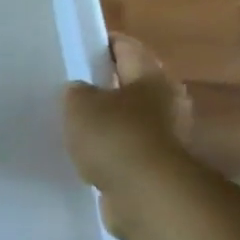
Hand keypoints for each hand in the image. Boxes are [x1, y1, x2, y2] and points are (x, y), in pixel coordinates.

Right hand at [63, 34, 193, 239]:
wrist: (146, 195)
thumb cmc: (115, 136)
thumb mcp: (79, 103)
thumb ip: (76, 92)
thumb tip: (81, 93)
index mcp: (151, 77)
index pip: (126, 47)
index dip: (102, 44)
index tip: (78, 46)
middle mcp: (166, 103)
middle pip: (132, 84)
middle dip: (105, 85)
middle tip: (74, 87)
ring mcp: (166, 137)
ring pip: (129, 119)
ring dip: (108, 121)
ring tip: (76, 123)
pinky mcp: (157, 168)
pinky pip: (127, 150)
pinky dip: (110, 150)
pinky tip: (86, 154)